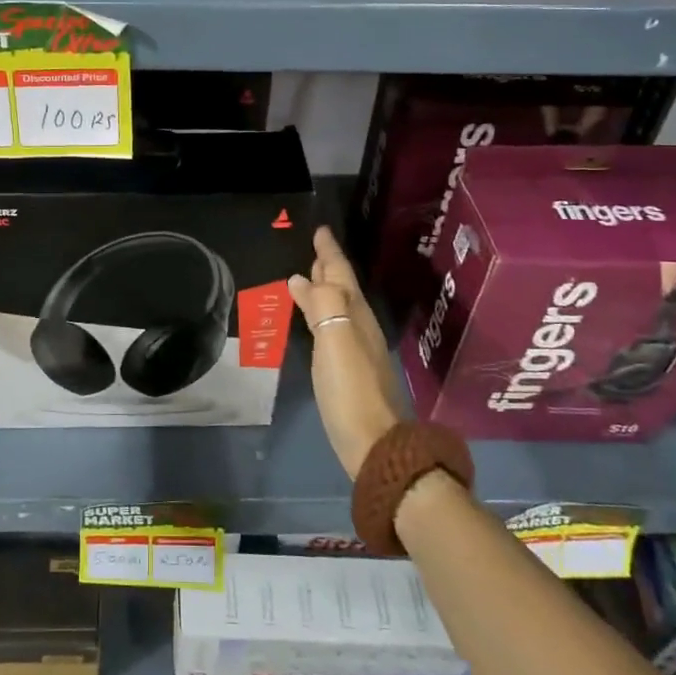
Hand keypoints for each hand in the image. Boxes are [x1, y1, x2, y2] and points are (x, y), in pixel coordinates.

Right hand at [289, 227, 405, 479]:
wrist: (374, 444)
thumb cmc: (350, 390)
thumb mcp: (335, 341)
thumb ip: (323, 305)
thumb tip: (302, 278)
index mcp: (355, 314)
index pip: (340, 273)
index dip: (329, 252)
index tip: (320, 230)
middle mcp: (359, 326)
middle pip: (342, 287)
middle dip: (328, 266)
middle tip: (313, 248)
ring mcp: (356, 349)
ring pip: (339, 306)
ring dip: (325, 288)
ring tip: (308, 276)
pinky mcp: (349, 369)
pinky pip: (333, 325)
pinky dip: (322, 313)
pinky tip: (314, 321)